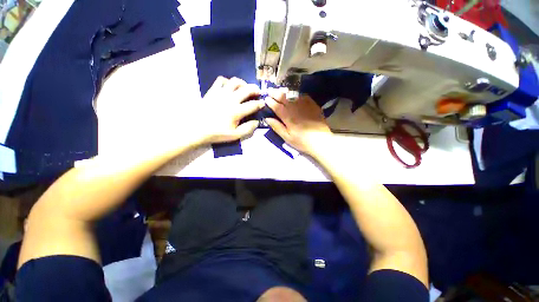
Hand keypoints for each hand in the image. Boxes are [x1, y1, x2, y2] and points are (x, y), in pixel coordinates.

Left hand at [194, 76, 264, 144]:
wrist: (196, 129)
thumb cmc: (217, 133)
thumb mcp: (235, 135)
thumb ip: (248, 129)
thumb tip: (257, 121)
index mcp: (236, 111)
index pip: (253, 105)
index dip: (260, 103)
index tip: (263, 103)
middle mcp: (230, 99)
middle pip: (246, 89)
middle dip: (255, 89)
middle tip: (258, 92)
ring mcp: (221, 93)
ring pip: (235, 82)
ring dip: (243, 83)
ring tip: (246, 88)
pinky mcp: (212, 91)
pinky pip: (221, 80)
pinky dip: (228, 81)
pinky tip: (230, 87)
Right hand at [264, 88, 332, 155]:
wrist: (320, 141)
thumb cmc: (302, 141)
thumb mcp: (287, 137)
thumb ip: (277, 127)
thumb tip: (267, 118)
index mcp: (288, 117)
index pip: (277, 106)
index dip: (270, 102)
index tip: (266, 98)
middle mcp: (295, 108)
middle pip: (284, 98)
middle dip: (275, 93)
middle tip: (270, 90)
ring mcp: (305, 105)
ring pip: (293, 95)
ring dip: (285, 92)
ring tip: (280, 90)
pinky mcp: (313, 105)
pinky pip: (303, 96)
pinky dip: (297, 94)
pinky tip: (294, 94)